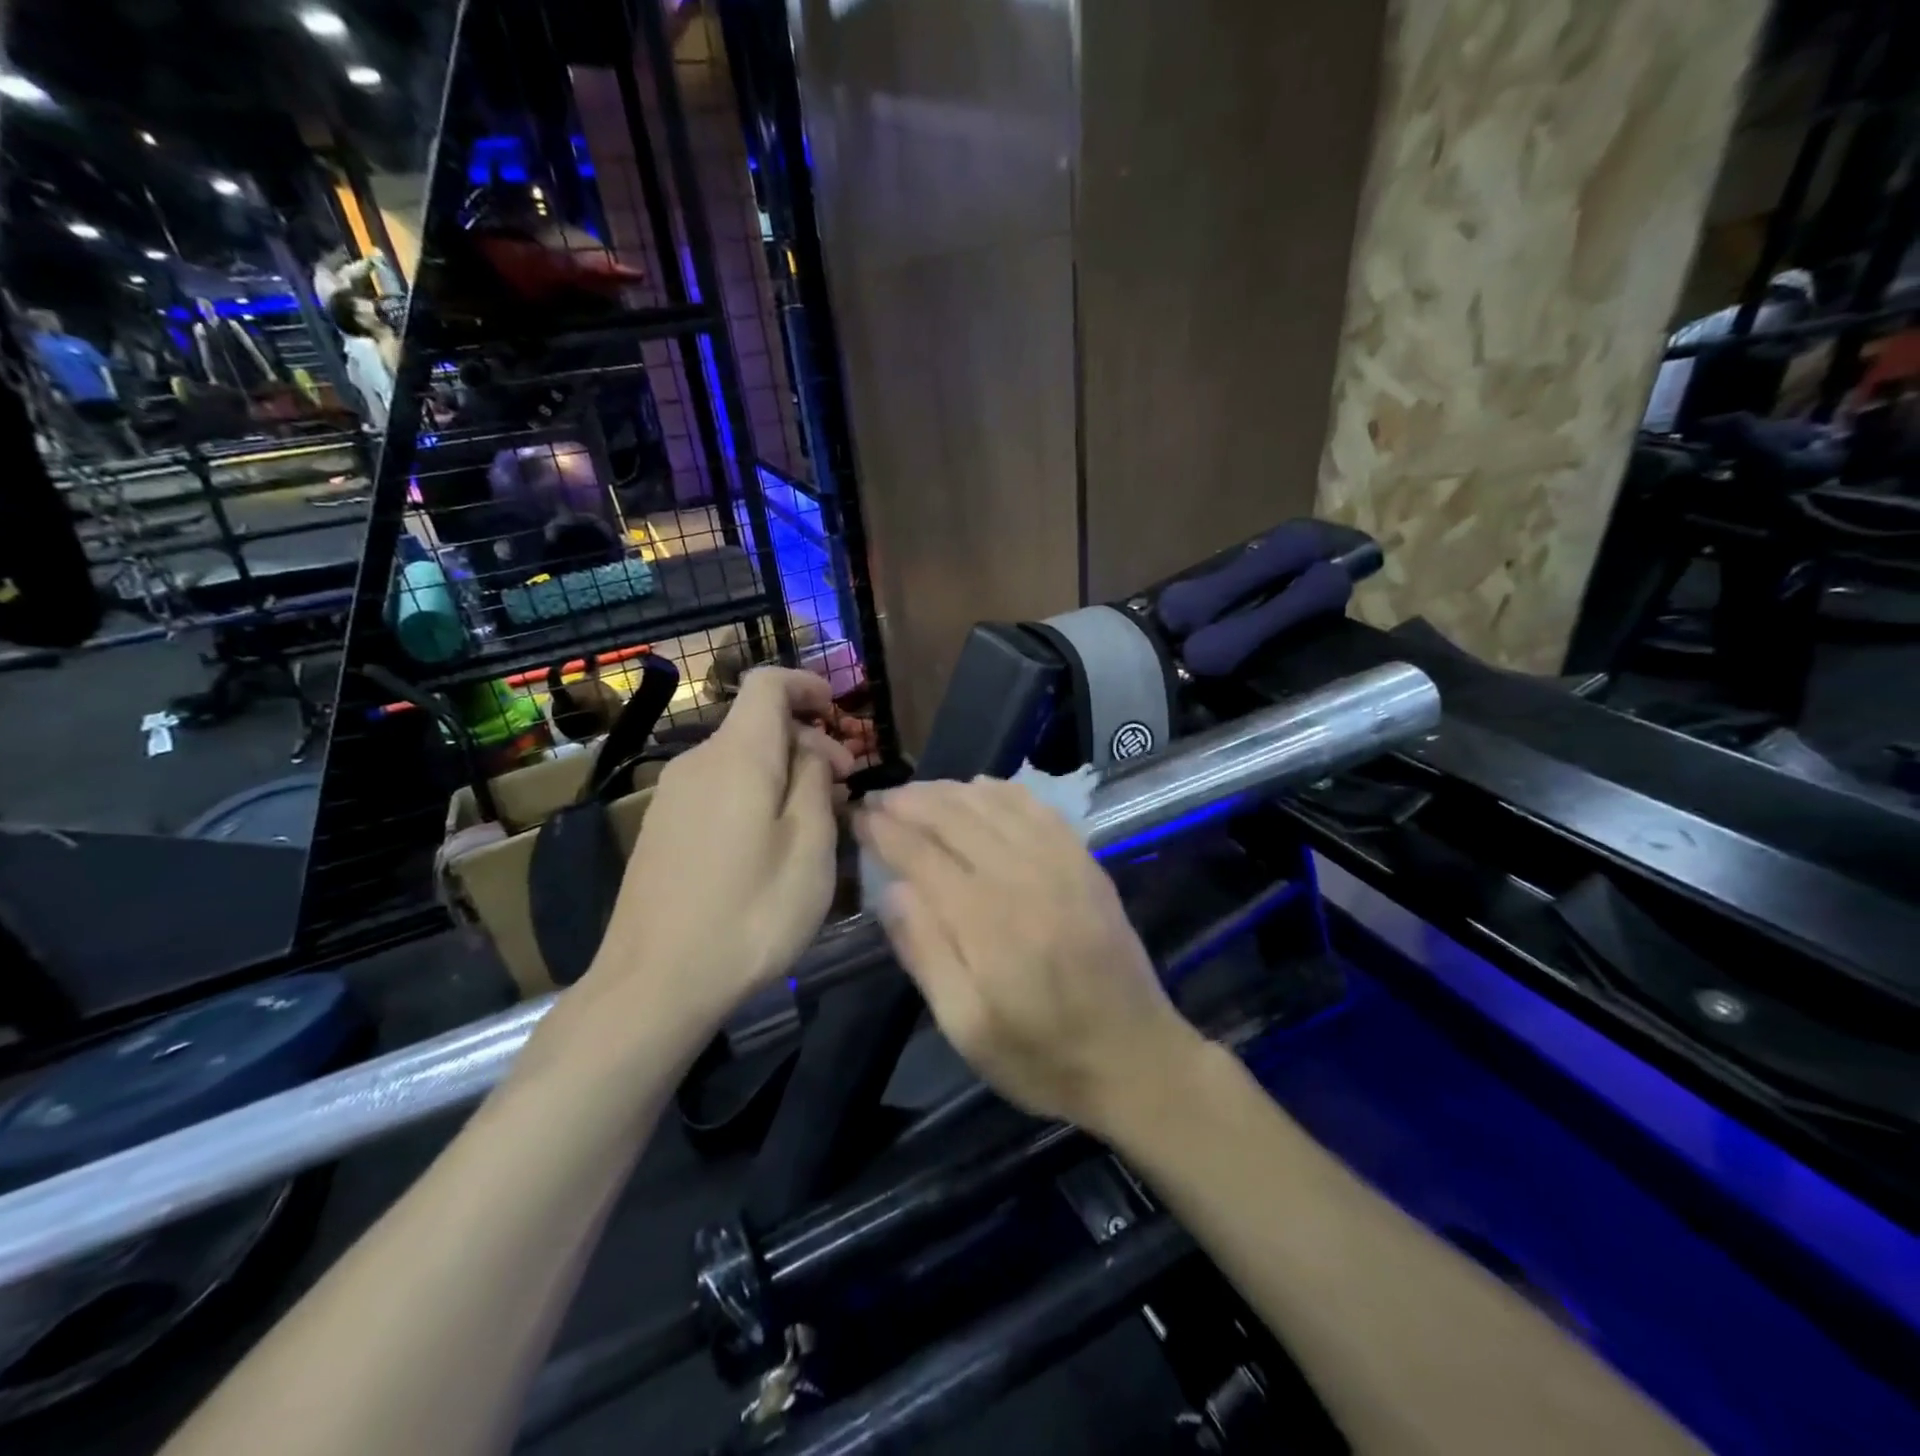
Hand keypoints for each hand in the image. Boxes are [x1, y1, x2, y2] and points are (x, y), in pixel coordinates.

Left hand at [592, 668, 854, 1028]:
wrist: (654, 983)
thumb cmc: (749, 913)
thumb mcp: (809, 848)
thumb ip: (816, 784)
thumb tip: (812, 752)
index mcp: (737, 756)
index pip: (767, 685)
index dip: (806, 685)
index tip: (839, 710)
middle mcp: (698, 762)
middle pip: (757, 724)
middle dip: (809, 740)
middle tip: (847, 785)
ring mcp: (672, 796)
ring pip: (740, 758)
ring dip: (784, 771)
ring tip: (817, 818)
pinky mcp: (662, 828)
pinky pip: (718, 787)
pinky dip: (754, 792)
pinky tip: (772, 840)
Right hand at [857, 778, 1200, 1134]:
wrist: (1136, 1059)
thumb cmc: (1041, 1056)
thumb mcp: (967, 1028)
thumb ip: (926, 953)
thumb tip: (891, 890)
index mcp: (987, 922)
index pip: (922, 855)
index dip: (884, 830)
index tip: (857, 816)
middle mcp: (1024, 877)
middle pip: (956, 817)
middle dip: (910, 801)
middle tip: (878, 797)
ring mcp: (1062, 863)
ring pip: (994, 803)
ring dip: (949, 790)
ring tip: (916, 792)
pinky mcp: (1086, 862)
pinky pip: (1038, 808)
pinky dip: (1002, 790)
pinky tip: (980, 788)